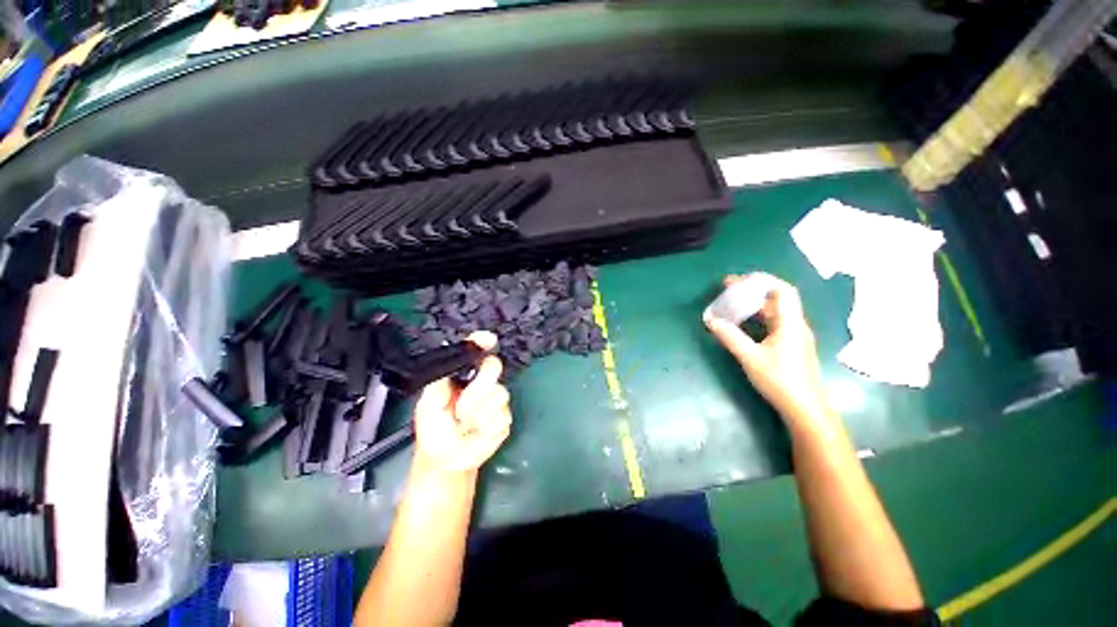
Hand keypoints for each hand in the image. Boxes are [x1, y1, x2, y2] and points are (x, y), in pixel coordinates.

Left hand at [412, 331, 512, 474]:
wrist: (446, 461)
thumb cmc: (434, 430)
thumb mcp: (428, 404)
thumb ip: (438, 380)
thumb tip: (448, 356)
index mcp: (463, 375)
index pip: (475, 352)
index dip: (482, 343)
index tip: (487, 339)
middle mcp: (482, 382)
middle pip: (494, 367)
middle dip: (479, 387)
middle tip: (461, 408)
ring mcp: (495, 399)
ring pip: (499, 394)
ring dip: (478, 414)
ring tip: (465, 425)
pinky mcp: (504, 417)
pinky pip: (503, 415)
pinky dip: (487, 427)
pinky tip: (477, 433)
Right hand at [704, 273, 830, 422]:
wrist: (805, 408)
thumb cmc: (779, 380)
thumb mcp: (750, 357)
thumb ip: (730, 337)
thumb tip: (711, 320)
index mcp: (790, 323)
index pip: (782, 290)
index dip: (762, 280)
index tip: (738, 280)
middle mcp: (796, 325)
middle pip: (777, 298)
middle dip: (753, 290)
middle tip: (729, 289)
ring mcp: (795, 336)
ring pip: (775, 311)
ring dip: (755, 303)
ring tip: (732, 302)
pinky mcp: (791, 345)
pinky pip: (774, 322)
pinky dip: (758, 316)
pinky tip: (744, 322)